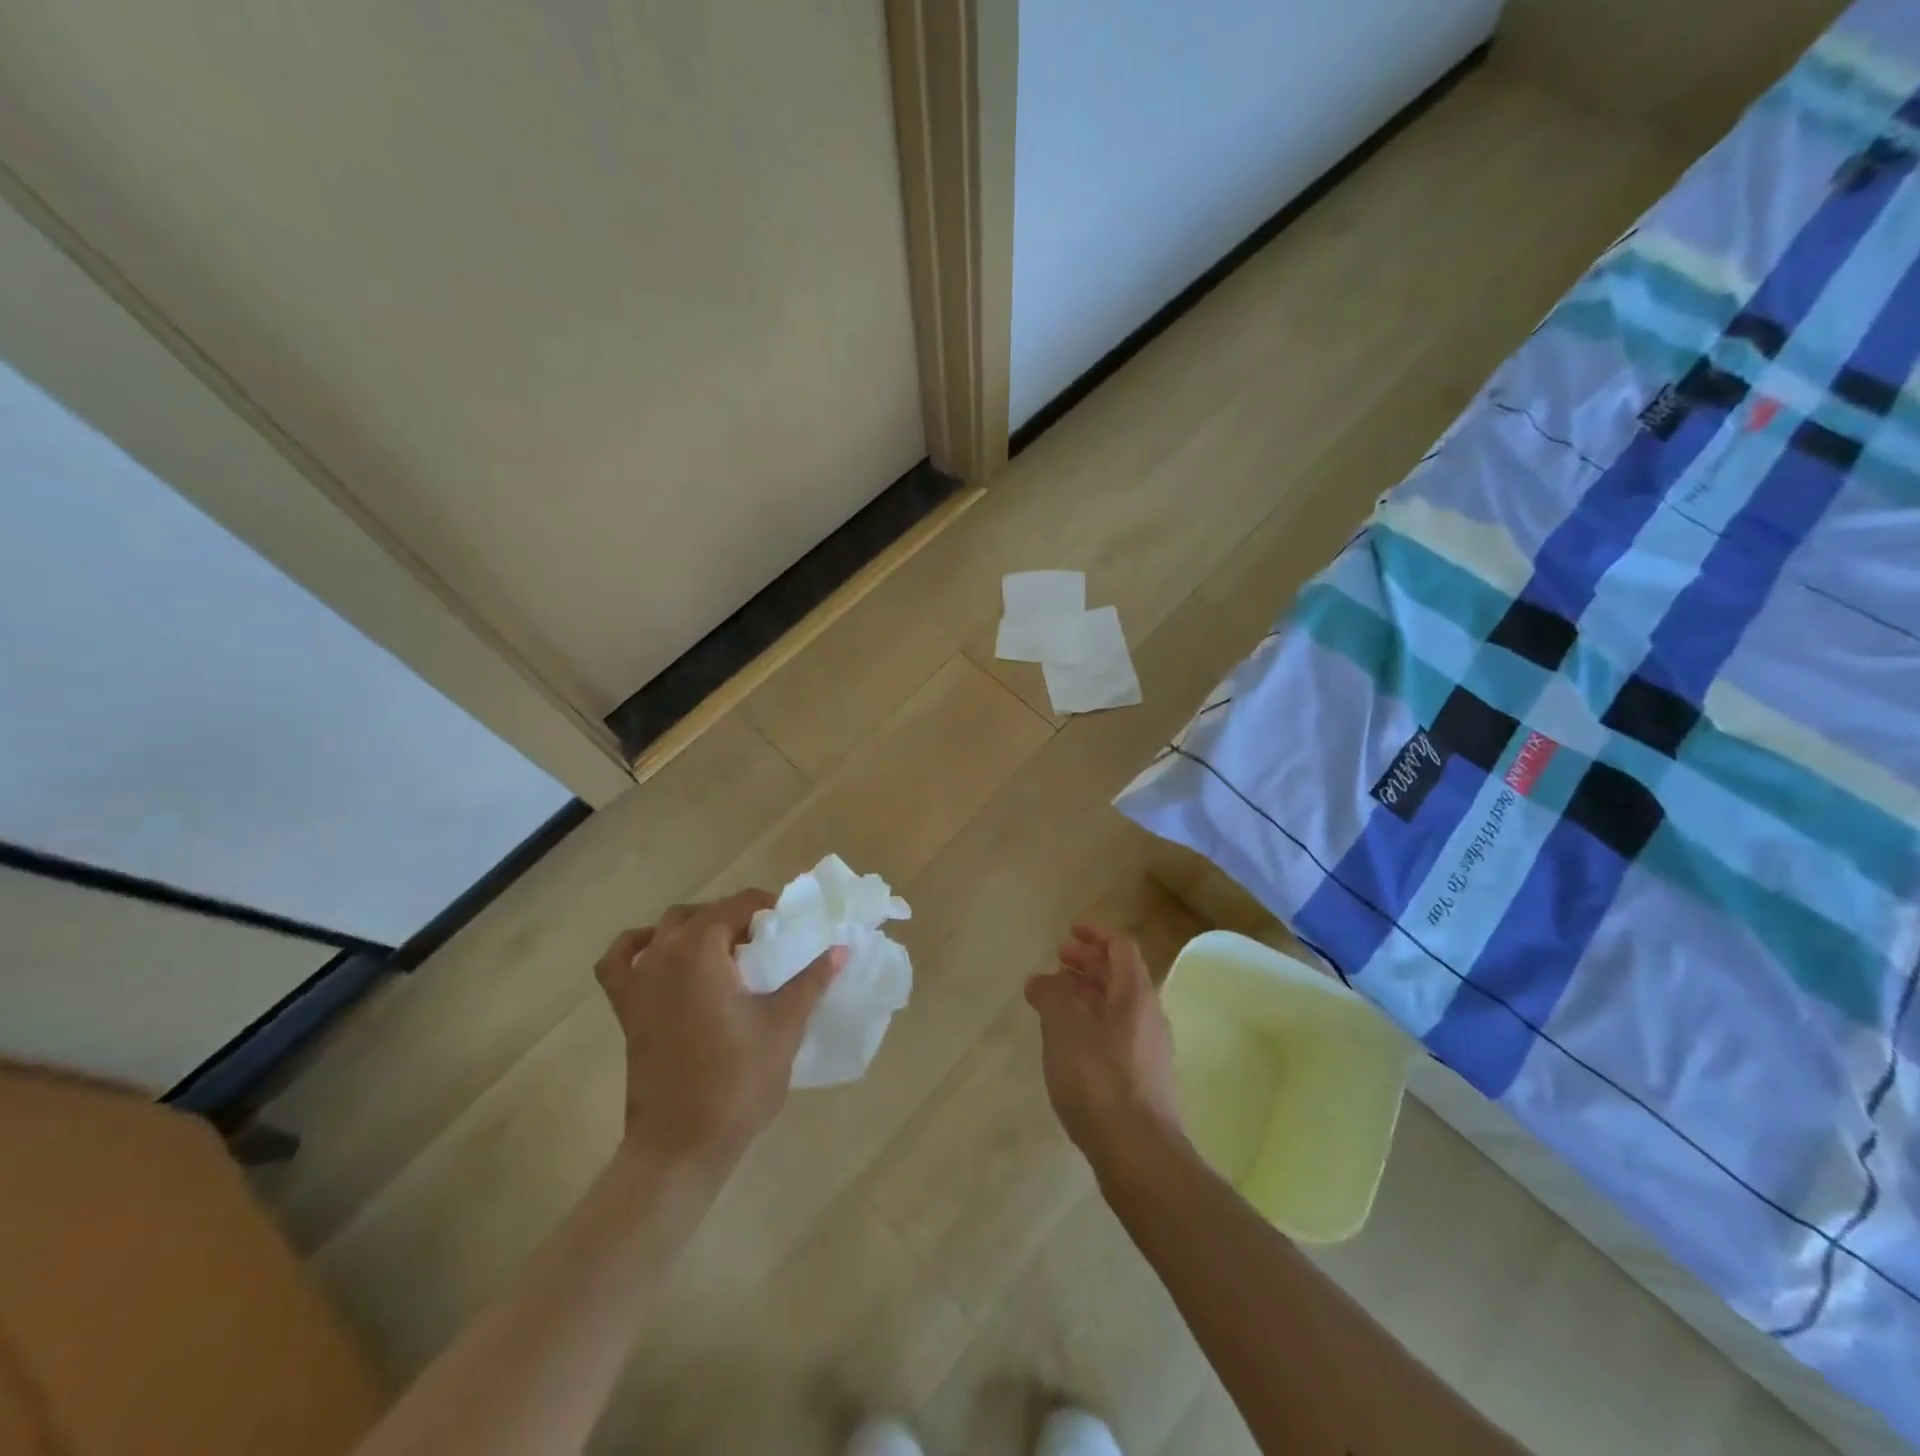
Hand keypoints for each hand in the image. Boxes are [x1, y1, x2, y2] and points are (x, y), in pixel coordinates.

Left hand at [594, 890, 843, 1171]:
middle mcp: (664, 954)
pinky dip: (639, 948)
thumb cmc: (737, 1080)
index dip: (768, 906)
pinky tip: (659, 956)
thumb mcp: (784, 1026)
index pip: (738, 904)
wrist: (681, 1145)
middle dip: (736, 916)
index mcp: (701, 950)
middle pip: (703, 913)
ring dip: (696, 928)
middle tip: (768, 941)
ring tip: (726, 950)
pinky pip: (620, 961)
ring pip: (665, 929)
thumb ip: (811, 980)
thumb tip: (840, 948)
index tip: (792, 923)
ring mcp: (638, 981)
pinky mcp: (626, 1009)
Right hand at [1026, 924, 1182, 1172]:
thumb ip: (1051, 995)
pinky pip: (1118, 1034)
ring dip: (1088, 994)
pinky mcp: (1145, 1080)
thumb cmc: (1099, 1079)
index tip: (1069, 932)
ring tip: (1056, 1000)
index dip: (1095, 935)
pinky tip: (1071, 1043)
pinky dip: (1094, 1023)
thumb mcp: (1063, 1028)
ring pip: (1118, 1007)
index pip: (1120, 948)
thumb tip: (1043, 980)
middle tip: (1058, 961)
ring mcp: (1151, 1050)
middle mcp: (1149, 1015)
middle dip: (1088, 964)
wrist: (1139, 1153)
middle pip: (1120, 976)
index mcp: (1134, 994)